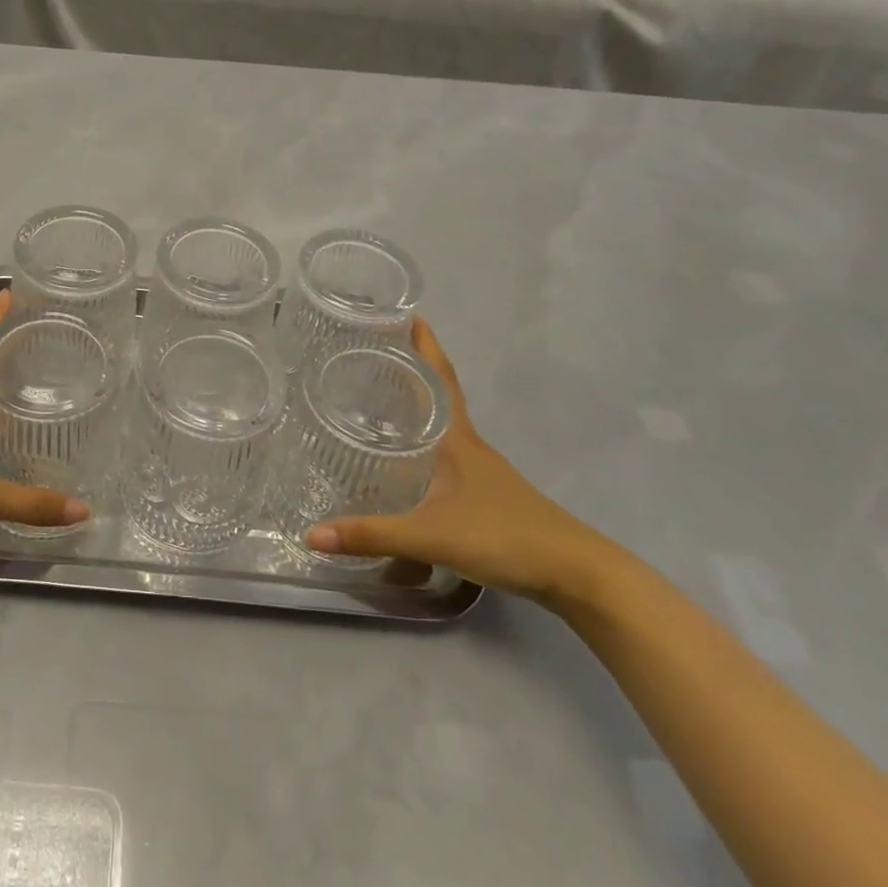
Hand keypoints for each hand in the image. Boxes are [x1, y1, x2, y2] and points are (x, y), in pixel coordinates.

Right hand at [305, 318, 611, 601]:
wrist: (575, 574)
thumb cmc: (504, 536)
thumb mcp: (431, 535)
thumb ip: (372, 534)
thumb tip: (312, 534)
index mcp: (457, 437)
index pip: (440, 376)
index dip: (424, 343)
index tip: (402, 312)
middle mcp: (467, 445)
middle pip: (436, 394)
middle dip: (407, 368)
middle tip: (367, 351)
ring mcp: (478, 470)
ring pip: (439, 425)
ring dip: (413, 406)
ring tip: (374, 397)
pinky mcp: (483, 494)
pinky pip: (443, 454)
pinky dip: (421, 443)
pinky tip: (402, 459)